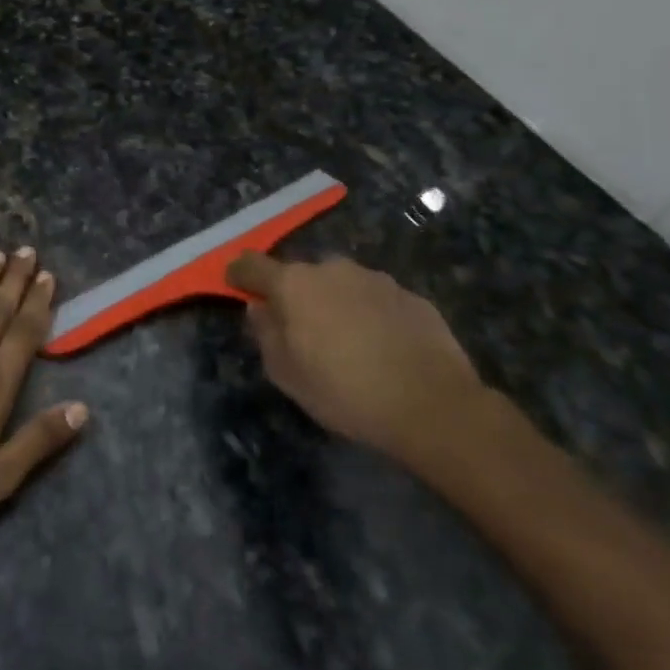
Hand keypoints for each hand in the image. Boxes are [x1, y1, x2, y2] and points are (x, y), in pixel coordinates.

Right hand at [226, 251, 487, 462]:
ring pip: (341, 285)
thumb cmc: (344, 391)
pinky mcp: (411, 296)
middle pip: (301, 275)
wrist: (432, 405)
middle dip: (295, 295)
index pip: (252, 264)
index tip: (236, 286)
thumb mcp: (286, 374)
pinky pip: (375, 300)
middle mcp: (332, 269)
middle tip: (299, 330)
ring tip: (345, 343)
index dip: (240, 274)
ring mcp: (375, 279)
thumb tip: (260, 308)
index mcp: (294, 284)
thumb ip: (265, 334)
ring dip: (334, 304)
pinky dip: (369, 316)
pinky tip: (380, 348)